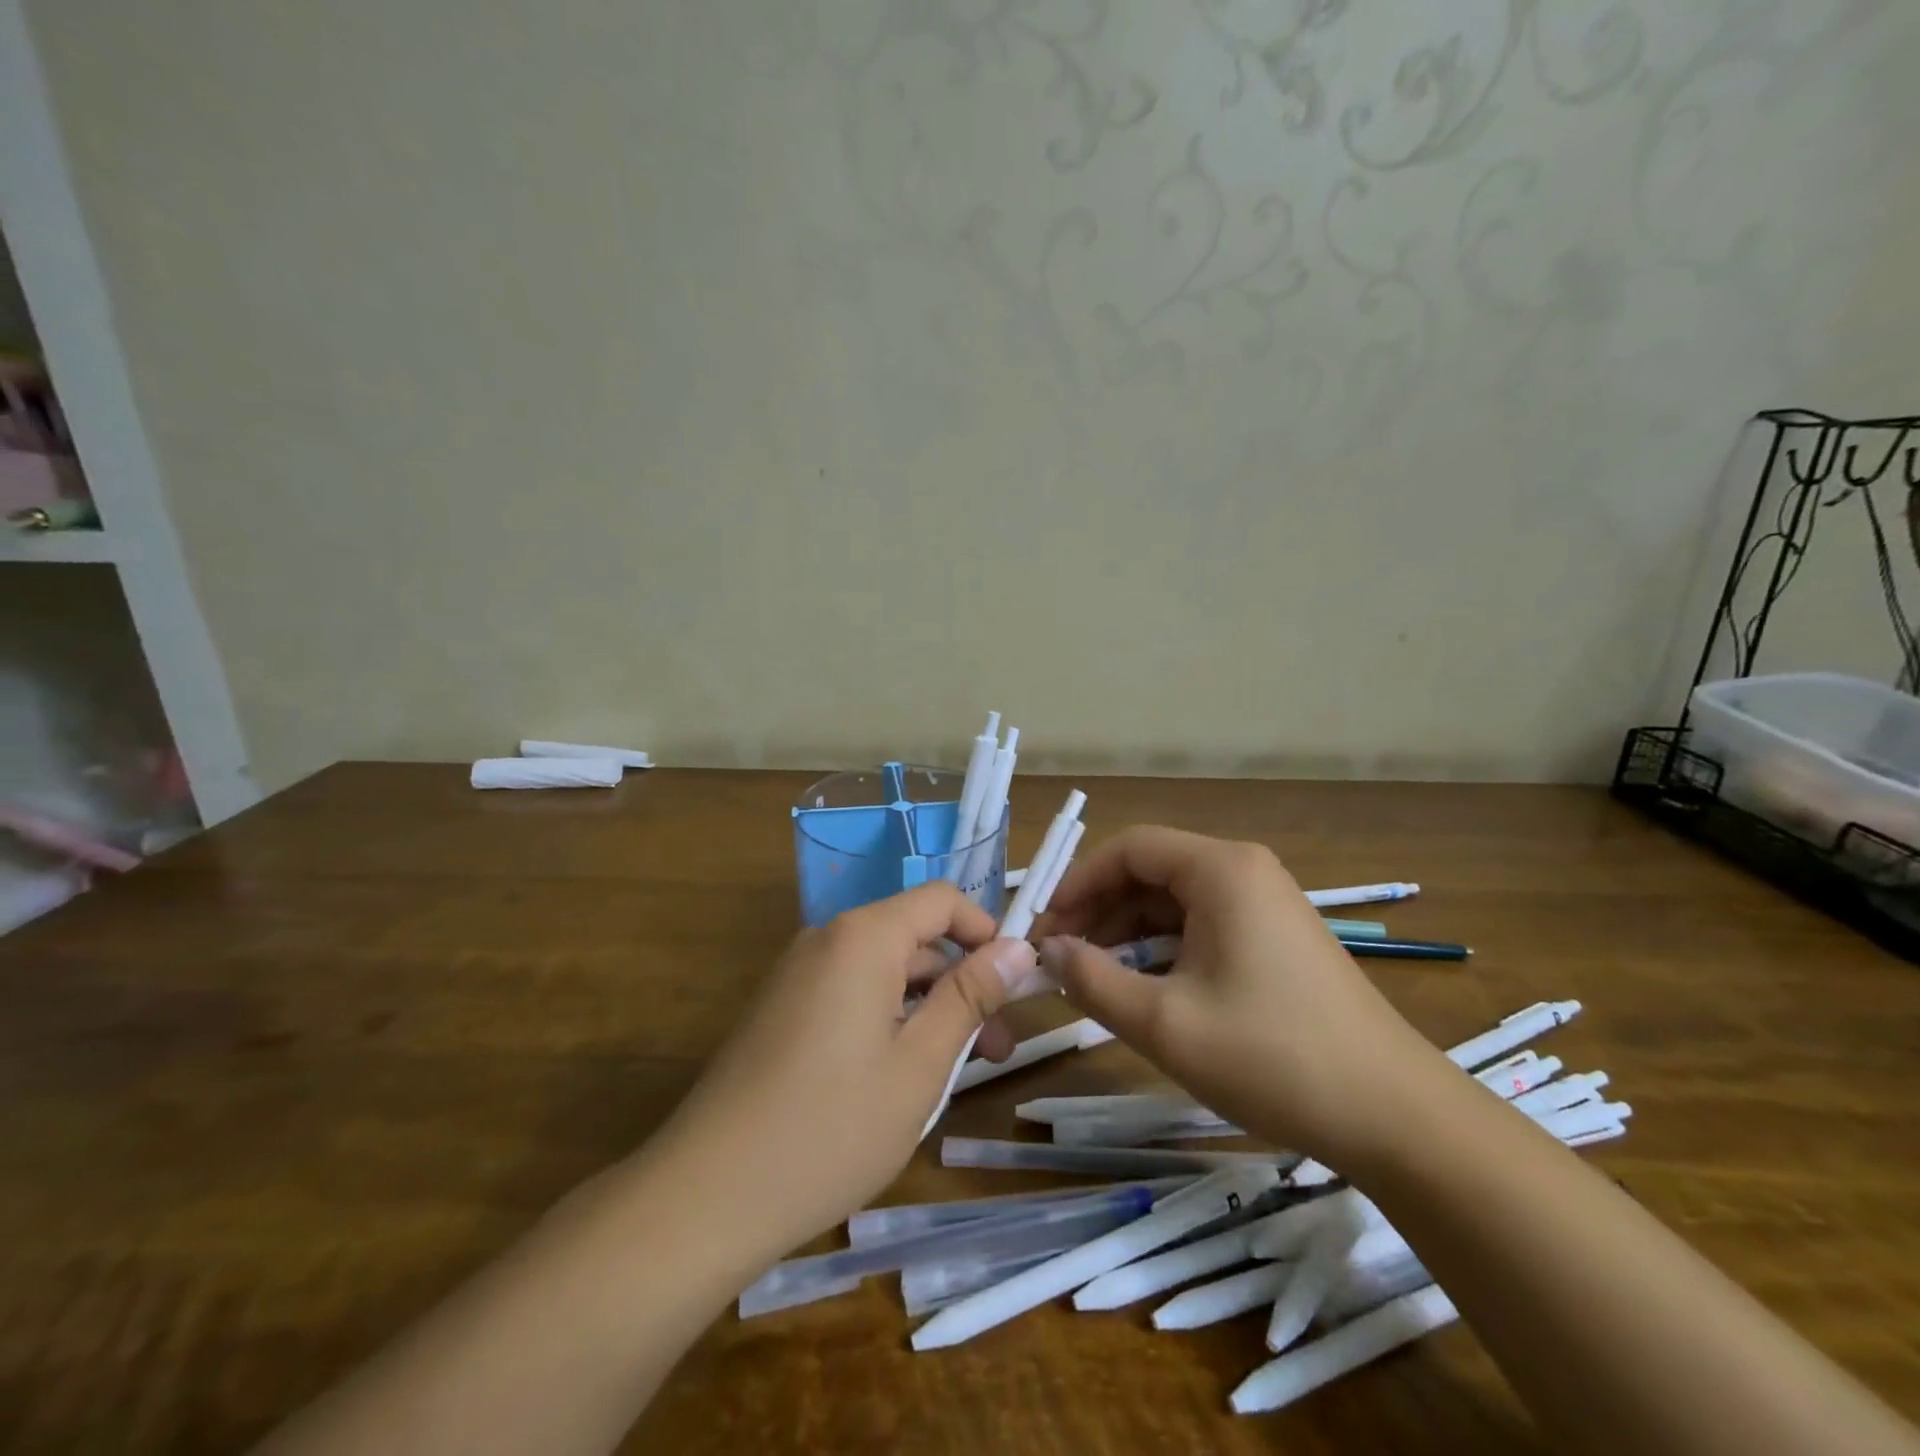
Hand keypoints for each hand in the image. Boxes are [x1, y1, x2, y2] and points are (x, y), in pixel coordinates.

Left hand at [653, 883, 1036, 1256]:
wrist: (706, 1196)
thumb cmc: (830, 1127)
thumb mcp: (920, 1063)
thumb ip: (970, 996)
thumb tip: (1019, 948)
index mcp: (863, 936)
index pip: (942, 900)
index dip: (987, 932)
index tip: (1016, 987)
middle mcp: (828, 939)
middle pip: (914, 937)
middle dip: (962, 983)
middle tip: (996, 1050)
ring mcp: (799, 975)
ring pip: (885, 971)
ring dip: (928, 1009)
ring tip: (955, 1075)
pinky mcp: (782, 1010)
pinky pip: (853, 994)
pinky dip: (889, 1021)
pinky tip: (900, 1080)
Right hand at [1037, 826, 1454, 1169]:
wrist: (1396, 1117)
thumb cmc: (1273, 1058)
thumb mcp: (1165, 1023)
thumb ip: (1093, 980)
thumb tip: (1049, 953)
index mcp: (1221, 870)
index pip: (1128, 849)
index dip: (1078, 883)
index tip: (1046, 930)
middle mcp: (1244, 871)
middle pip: (1150, 872)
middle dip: (1099, 911)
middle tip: (1062, 960)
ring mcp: (1265, 904)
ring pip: (1174, 902)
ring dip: (1128, 934)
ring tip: (1094, 978)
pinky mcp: (1276, 938)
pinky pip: (1202, 926)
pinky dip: (1163, 950)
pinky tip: (1145, 988)